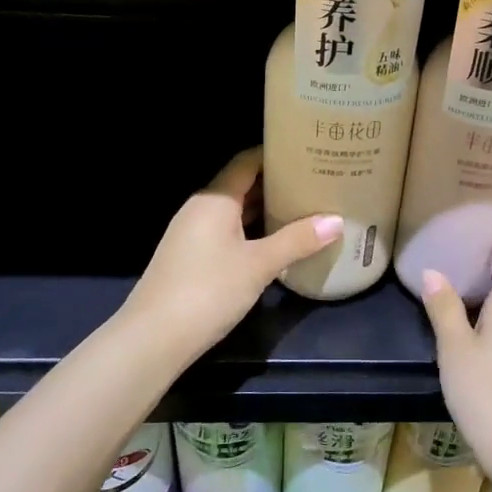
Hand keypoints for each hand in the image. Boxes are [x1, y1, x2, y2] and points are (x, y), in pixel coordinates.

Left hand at [123, 149, 341, 363]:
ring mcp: (193, 234)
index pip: (247, 161)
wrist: (154, 338)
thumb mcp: (259, 265)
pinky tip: (276, 242)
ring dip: (266, 210)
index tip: (309, 154)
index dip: (277, 154)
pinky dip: (252, 231)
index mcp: (215, 199)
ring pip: (235, 211)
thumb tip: (337, 221)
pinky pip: (228, 232)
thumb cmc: (209, 290)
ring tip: (304, 209)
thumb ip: (297, 241)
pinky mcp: (191, 257)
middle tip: (316, 183)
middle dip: (277, 183)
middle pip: (242, 184)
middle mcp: (201, 208)